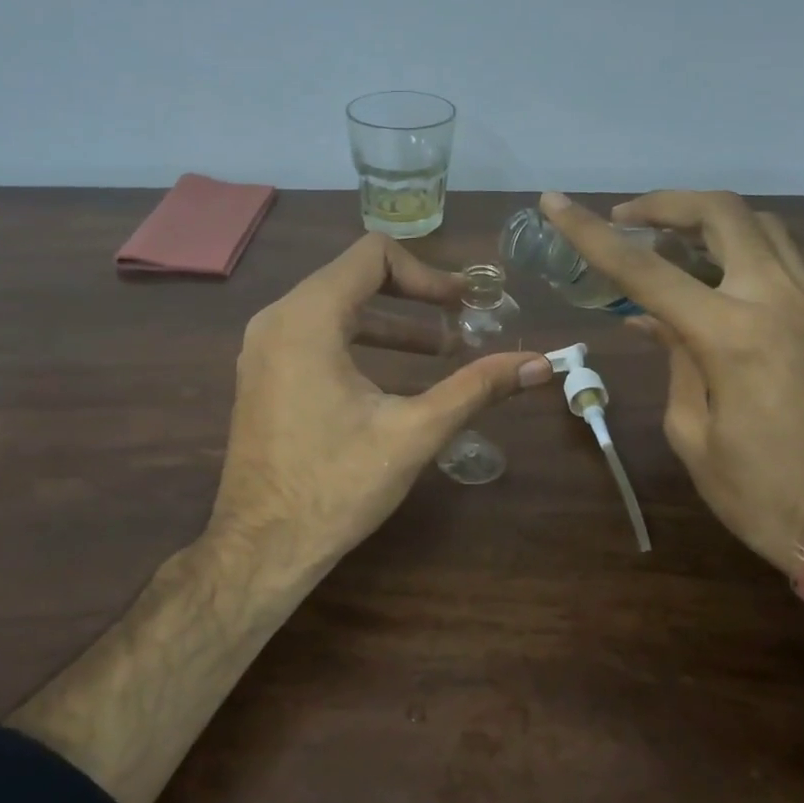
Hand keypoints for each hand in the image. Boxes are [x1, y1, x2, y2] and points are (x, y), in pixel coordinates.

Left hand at [208, 233, 552, 583]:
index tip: (464, 305)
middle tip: (462, 322)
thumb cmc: (336, 486)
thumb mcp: (415, 432)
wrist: (262, 547)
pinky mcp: (264, 374)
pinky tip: (396, 377)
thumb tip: (541, 364)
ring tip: (441, 351)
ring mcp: (263, 347)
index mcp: (308, 319)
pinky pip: (315, 335)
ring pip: (335, 308)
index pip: (373, 255)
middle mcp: (277, 319)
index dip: (427, 273)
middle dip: (414, 297)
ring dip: (390, 323)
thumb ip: (477, 388)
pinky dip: (359, 342)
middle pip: (354, 277)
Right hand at [539, 191, 803, 670]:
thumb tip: (654, 320)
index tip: (555, 202)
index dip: (591, 233)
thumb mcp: (693, 434)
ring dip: (711, 220)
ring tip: (672, 242)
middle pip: (722, 213)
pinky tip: (728, 269)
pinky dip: (751, 244)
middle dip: (666, 204)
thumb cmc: (762, 494)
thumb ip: (673, 361)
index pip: (646, 270)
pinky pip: (793, 253)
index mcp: (732, 335)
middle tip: (628, 219)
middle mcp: (780, 299)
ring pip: (765, 224)